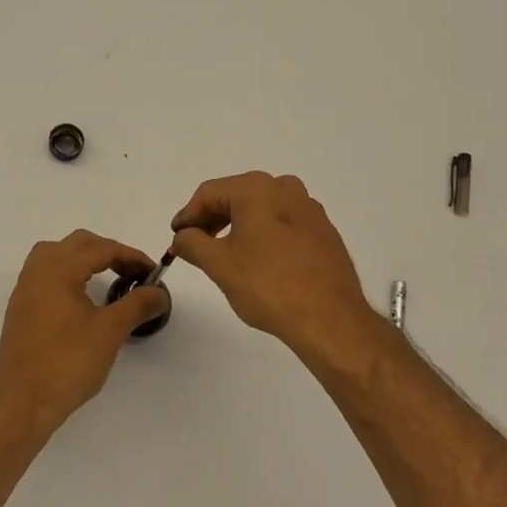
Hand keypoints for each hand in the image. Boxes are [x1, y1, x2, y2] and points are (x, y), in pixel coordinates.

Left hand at [0, 230, 170, 431]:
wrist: (21, 404)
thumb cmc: (67, 363)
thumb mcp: (109, 332)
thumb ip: (137, 305)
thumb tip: (160, 293)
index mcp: (58, 269)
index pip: (101, 248)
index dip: (131, 257)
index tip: (153, 273)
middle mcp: (38, 270)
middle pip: (78, 244)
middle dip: (109, 252)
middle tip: (134, 274)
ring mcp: (25, 289)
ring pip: (58, 255)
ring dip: (86, 260)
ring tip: (109, 278)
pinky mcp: (21, 308)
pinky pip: (47, 274)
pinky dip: (70, 274)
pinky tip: (83, 297)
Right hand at [170, 172, 378, 356]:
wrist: (330, 318)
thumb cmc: (268, 285)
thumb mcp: (220, 265)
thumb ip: (193, 244)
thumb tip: (182, 236)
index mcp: (257, 188)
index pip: (209, 193)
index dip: (188, 214)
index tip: (176, 237)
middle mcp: (285, 188)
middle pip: (236, 196)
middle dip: (212, 219)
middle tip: (195, 245)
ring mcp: (309, 208)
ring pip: (262, 209)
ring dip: (238, 226)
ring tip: (225, 254)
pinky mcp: (324, 230)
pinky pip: (283, 223)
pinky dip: (264, 234)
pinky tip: (259, 260)